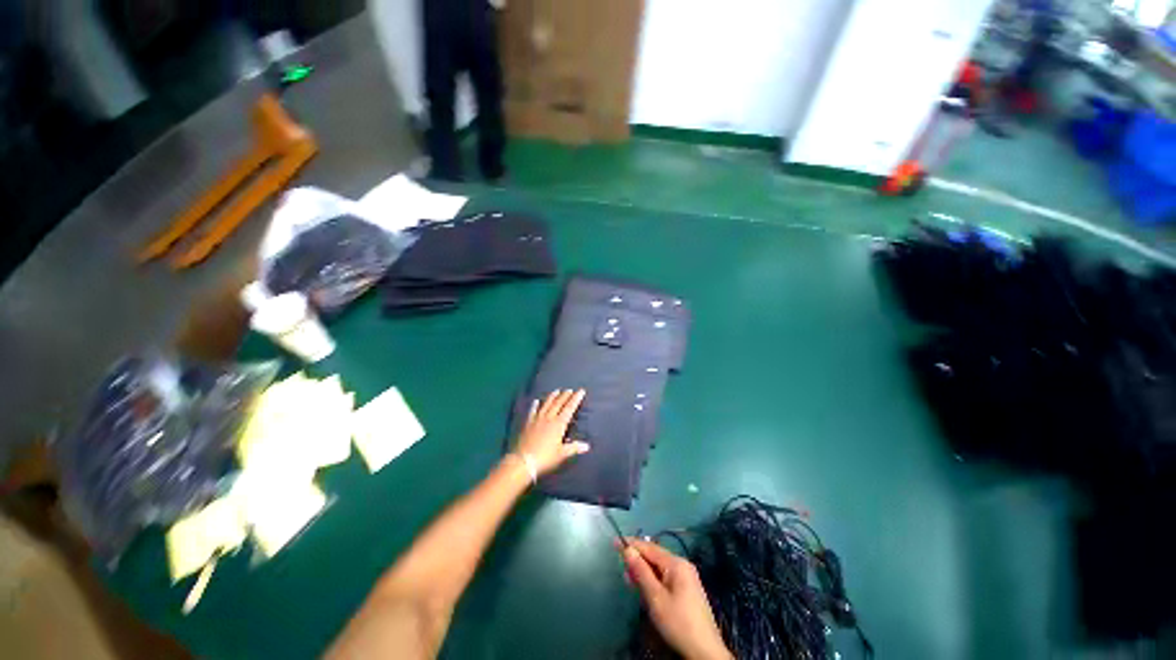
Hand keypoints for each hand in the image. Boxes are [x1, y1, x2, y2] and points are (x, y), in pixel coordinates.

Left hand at [514, 389, 589, 475]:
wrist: (524, 461)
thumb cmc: (546, 457)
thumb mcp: (562, 454)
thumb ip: (574, 448)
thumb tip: (587, 446)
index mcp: (559, 424)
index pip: (569, 408)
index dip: (576, 399)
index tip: (581, 391)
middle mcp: (549, 418)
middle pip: (558, 403)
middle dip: (565, 396)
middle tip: (569, 390)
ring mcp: (537, 419)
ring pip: (546, 404)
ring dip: (552, 397)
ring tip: (556, 390)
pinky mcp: (528, 423)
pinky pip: (532, 411)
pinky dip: (535, 405)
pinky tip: (536, 401)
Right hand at [621, 539, 731, 659]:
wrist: (704, 652)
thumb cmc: (678, 622)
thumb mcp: (655, 598)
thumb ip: (641, 572)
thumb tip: (628, 550)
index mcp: (677, 564)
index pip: (650, 547)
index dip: (632, 544)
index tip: (615, 542)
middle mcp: (683, 566)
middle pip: (655, 557)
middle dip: (638, 560)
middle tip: (621, 568)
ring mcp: (686, 578)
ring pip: (659, 568)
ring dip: (644, 572)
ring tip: (629, 579)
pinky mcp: (687, 591)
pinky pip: (665, 578)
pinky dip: (652, 580)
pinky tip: (644, 588)